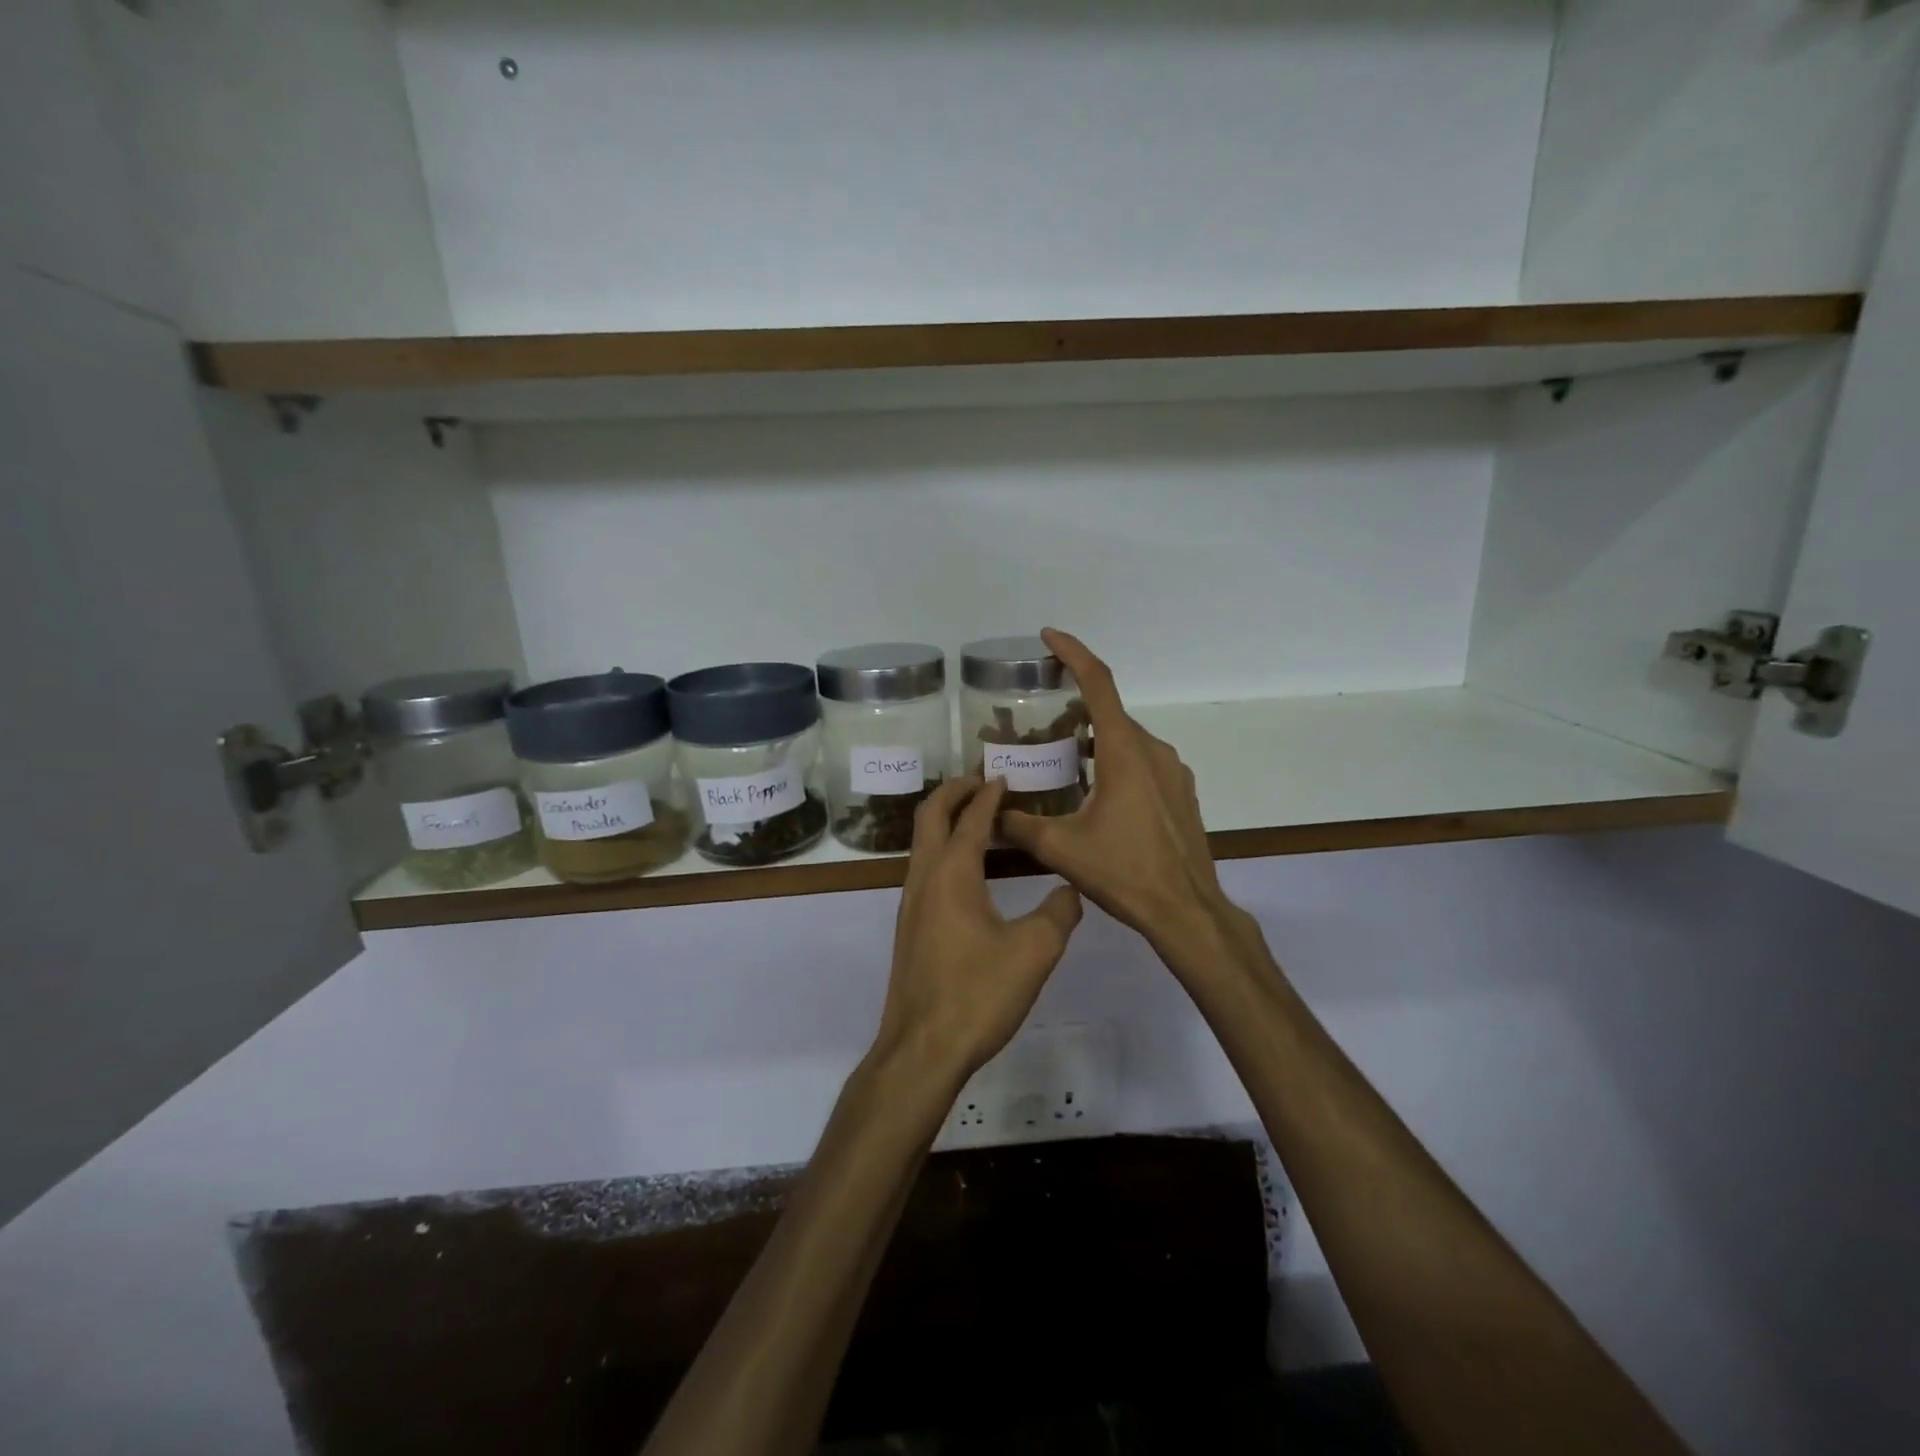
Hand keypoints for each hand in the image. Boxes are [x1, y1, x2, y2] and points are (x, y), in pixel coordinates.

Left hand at [873, 777, 1083, 1082]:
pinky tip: (970, 869)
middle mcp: (924, 877)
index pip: (971, 818)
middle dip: (955, 791)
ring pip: (923, 841)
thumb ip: (1059, 913)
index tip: (1005, 776)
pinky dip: (944, 847)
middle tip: (984, 781)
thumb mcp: (1034, 952)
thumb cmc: (977, 995)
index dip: (990, 794)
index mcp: (952, 873)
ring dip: (947, 819)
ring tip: (980, 818)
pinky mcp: (910, 926)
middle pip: (930, 815)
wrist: (922, 1049)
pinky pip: (924, 866)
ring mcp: (911, 902)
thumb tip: (1071, 889)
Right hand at [1000, 630, 1236, 956]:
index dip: (1073, 653)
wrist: (1186, 910)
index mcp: (1124, 752)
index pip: (1099, 683)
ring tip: (1062, 761)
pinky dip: (1115, 761)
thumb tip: (988, 813)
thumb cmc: (1124, 873)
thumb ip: (1018, 825)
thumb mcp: (1061, 848)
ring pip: (1126, 739)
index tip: (1048, 637)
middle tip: (1038, 725)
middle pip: (1109, 713)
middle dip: (1074, 710)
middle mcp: (1152, 750)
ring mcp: (1172, 771)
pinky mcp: (1181, 792)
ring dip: (1094, 740)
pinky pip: (1143, 761)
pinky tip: (1096, 793)